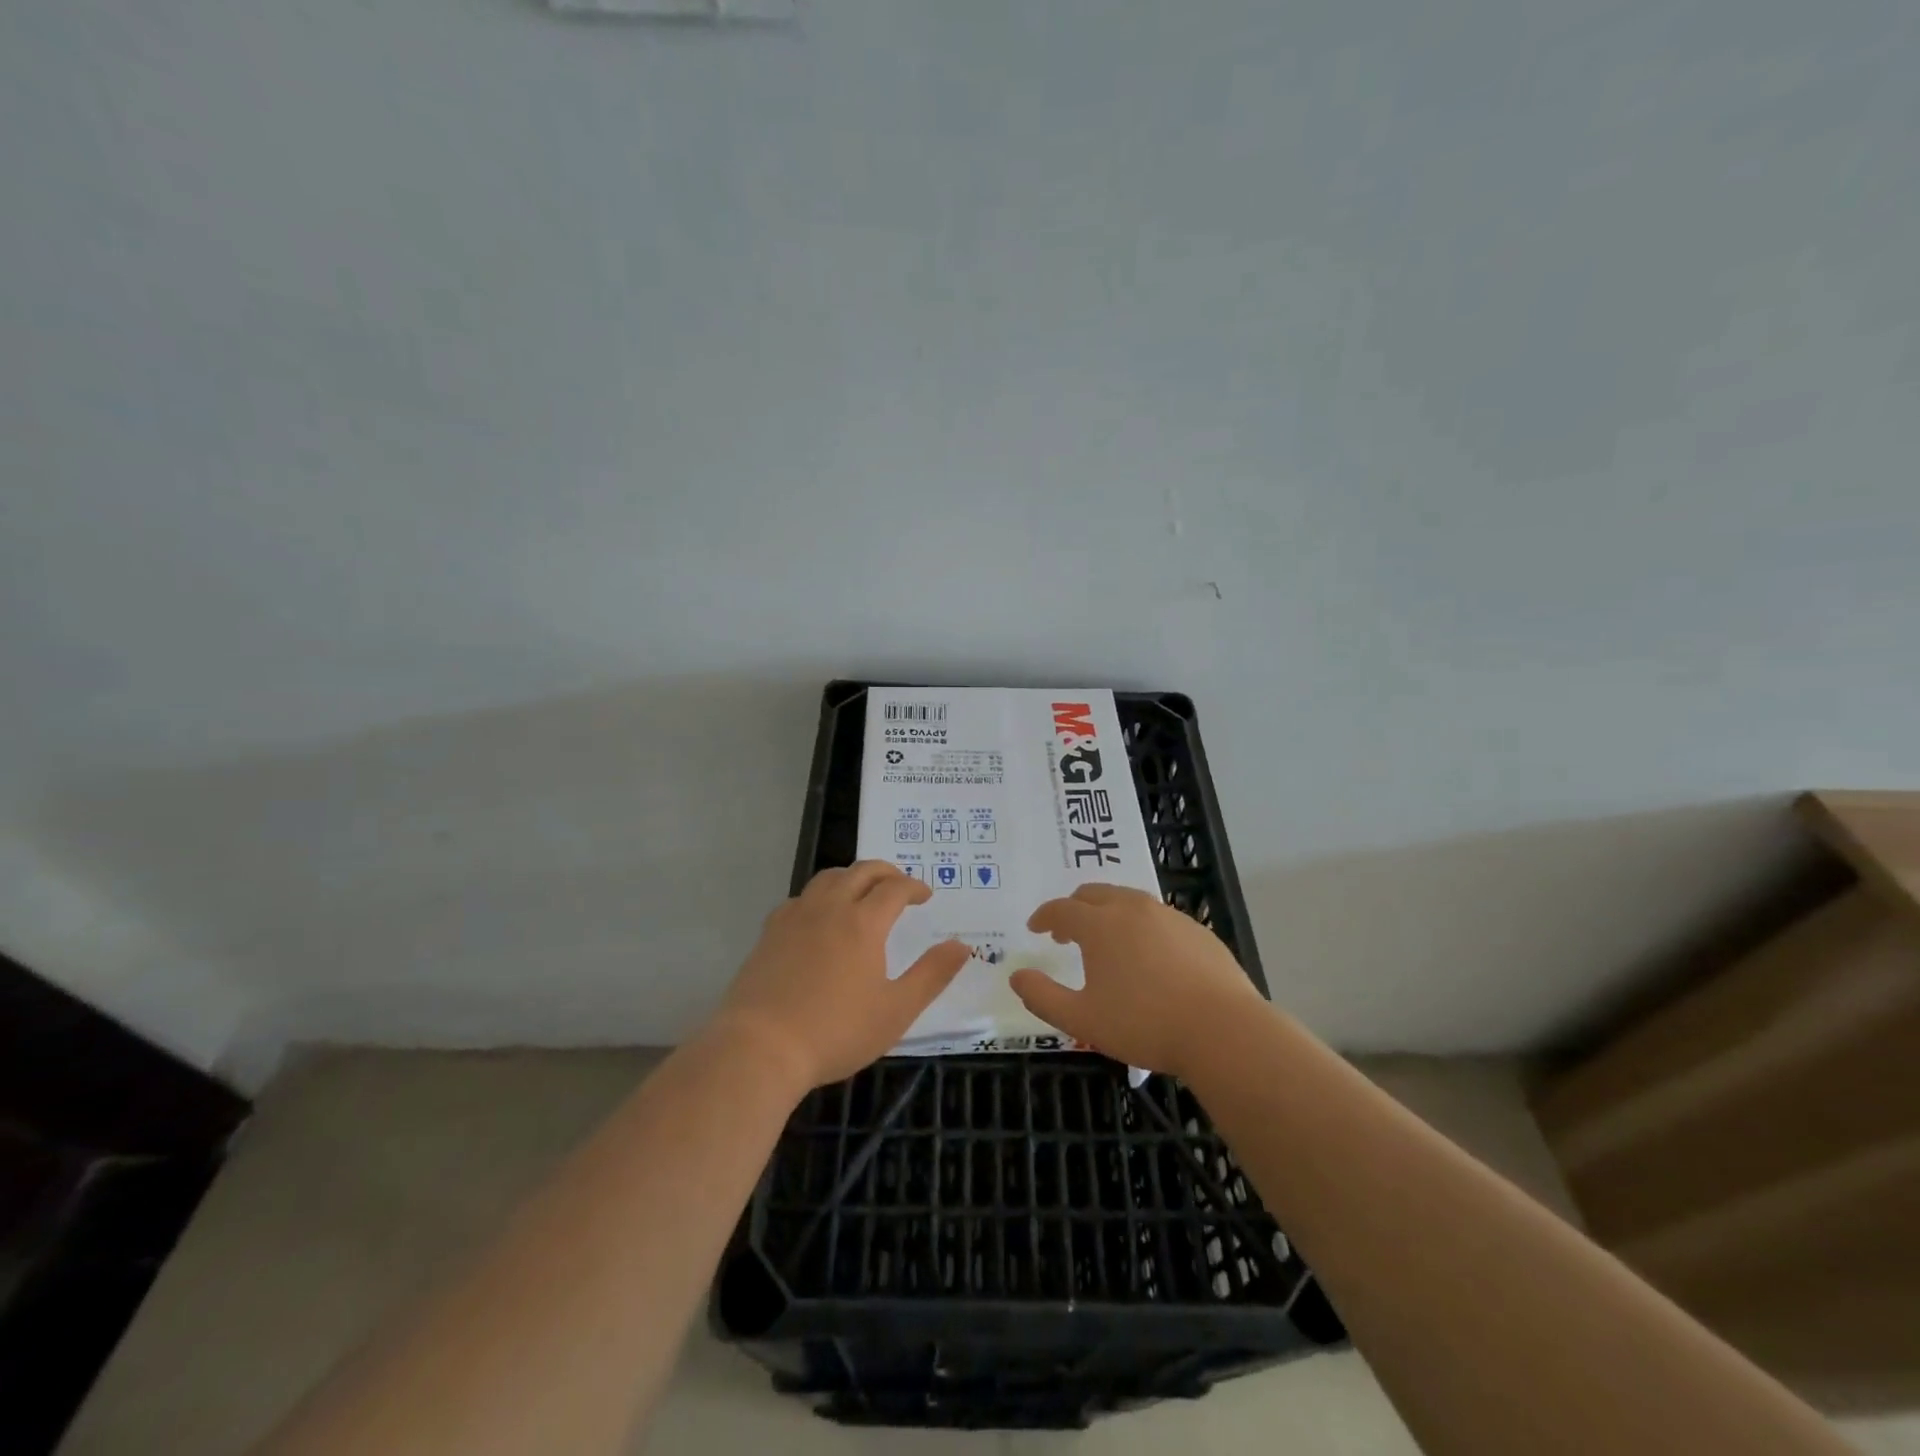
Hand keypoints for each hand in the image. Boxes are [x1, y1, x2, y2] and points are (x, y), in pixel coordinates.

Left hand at [714, 862, 970, 1090]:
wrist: (760, 1047)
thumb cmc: (835, 1031)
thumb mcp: (896, 1010)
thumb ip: (932, 974)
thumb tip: (962, 945)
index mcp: (863, 923)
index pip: (895, 888)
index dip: (914, 887)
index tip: (925, 896)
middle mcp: (829, 908)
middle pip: (861, 872)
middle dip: (886, 872)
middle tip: (900, 884)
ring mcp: (795, 917)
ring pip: (827, 878)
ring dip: (852, 877)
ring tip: (862, 892)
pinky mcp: (770, 932)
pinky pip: (801, 898)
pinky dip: (820, 896)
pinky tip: (819, 917)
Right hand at [1009, 884, 1265, 1078]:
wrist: (1223, 1031)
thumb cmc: (1145, 1025)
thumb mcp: (1082, 1020)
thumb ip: (1043, 997)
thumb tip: (1017, 976)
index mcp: (1100, 925)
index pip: (1061, 909)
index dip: (1044, 916)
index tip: (1035, 928)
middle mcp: (1132, 908)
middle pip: (1094, 893)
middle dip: (1074, 908)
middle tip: (1066, 933)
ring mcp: (1168, 915)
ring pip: (1128, 900)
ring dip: (1107, 913)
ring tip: (1105, 941)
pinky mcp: (1197, 929)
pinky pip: (1157, 917)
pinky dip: (1140, 926)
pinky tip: (1148, 956)